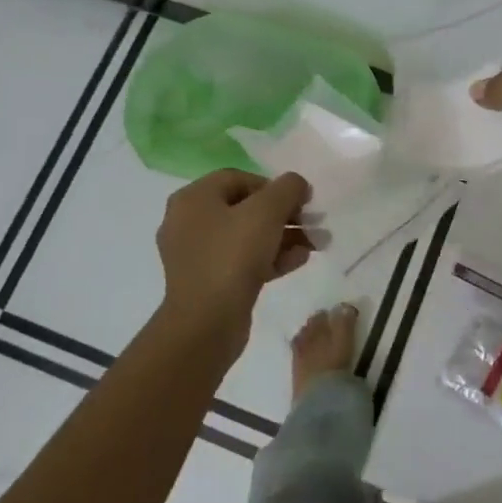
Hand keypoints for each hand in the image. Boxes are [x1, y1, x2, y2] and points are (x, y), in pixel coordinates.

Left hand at [155, 170, 312, 338]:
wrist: (206, 323)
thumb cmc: (232, 257)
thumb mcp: (267, 212)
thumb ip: (287, 189)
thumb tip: (297, 183)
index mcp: (193, 198)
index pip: (239, 179)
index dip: (274, 186)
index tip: (301, 201)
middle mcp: (188, 222)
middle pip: (244, 208)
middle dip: (284, 215)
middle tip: (311, 224)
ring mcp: (195, 254)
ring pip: (246, 236)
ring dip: (282, 237)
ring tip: (313, 245)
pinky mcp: (207, 281)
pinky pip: (241, 260)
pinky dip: (269, 257)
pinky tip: (298, 261)